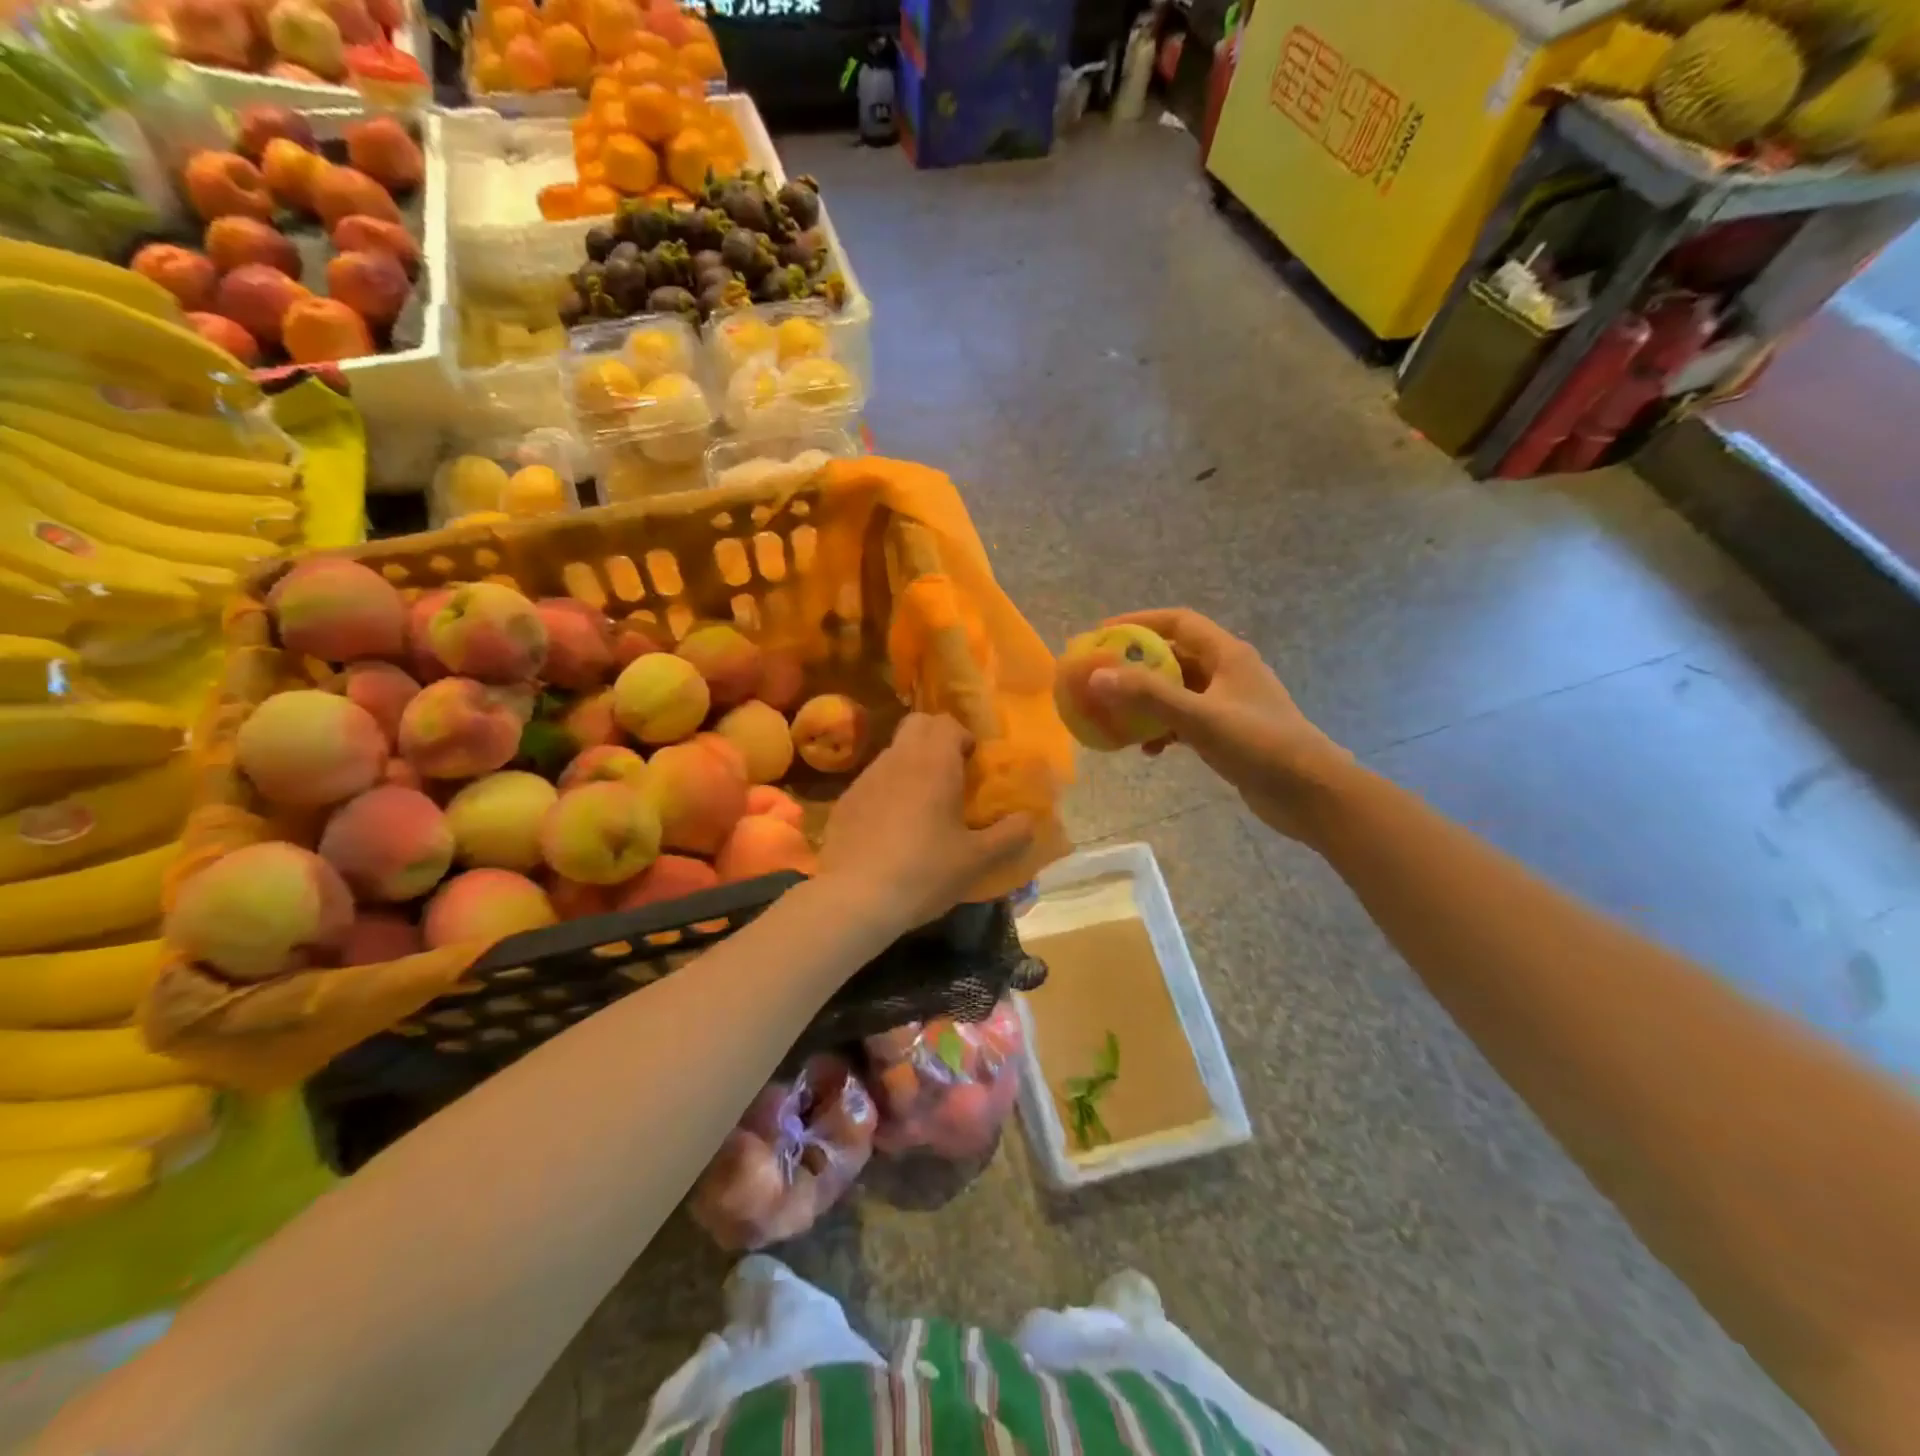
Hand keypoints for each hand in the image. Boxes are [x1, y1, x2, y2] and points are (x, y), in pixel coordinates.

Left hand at [819, 712, 1033, 930]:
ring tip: (922, 807)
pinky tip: (890, 830)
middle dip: (936, 739)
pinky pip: (871, 782)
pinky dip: (886, 791)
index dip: (962, 737)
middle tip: (951, 775)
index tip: (973, 765)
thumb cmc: (924, 872)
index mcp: (934, 763)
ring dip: (911, 766)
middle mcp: (898, 759)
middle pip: (917, 725)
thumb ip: (1009, 836)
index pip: (946, 722)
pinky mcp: (844, 802)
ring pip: (893, 753)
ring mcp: (865, 778)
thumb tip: (1029, 820)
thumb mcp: (976, 860)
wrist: (854, 898)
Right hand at [1087, 608, 1349, 840]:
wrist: (1310, 793)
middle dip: (1137, 666)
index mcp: (1228, 655)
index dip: (1140, 622)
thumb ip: (1149, 695)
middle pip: (1174, 657)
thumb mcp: (1199, 717)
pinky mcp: (1229, 732)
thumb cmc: (1259, 745)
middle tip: (1101, 677)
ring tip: (1118, 717)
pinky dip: (1165, 728)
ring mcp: (1229, 703)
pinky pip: (1186, 719)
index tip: (1103, 633)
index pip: (1178, 622)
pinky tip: (1150, 750)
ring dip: (1148, 701)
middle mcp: (1228, 672)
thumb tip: (1096, 676)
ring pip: (1178, 691)